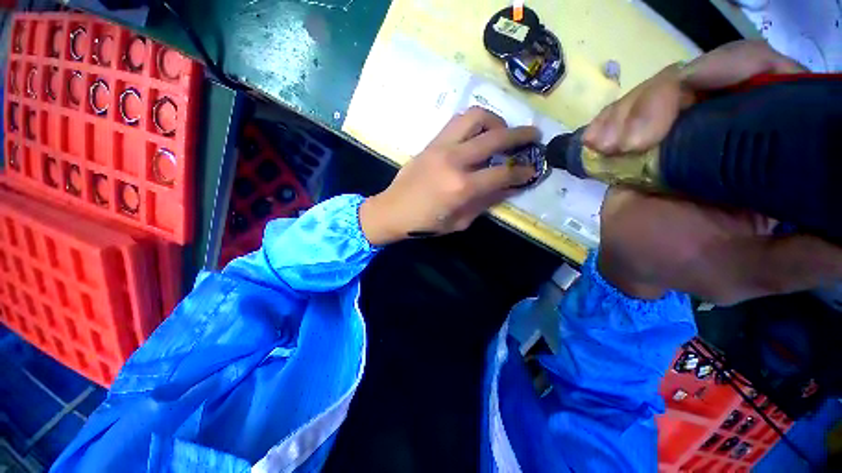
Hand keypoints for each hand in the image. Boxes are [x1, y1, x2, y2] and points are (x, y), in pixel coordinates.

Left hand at [359, 107, 538, 245]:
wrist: (392, 211)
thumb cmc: (425, 223)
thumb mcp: (460, 221)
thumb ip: (486, 201)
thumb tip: (510, 187)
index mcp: (461, 187)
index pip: (502, 173)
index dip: (522, 172)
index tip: (533, 170)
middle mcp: (454, 160)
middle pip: (496, 136)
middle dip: (521, 135)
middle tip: (533, 136)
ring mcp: (441, 147)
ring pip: (475, 116)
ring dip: (495, 120)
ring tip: (502, 132)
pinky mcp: (431, 142)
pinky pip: (457, 122)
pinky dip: (474, 123)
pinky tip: (478, 135)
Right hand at [584, 40, 841, 303]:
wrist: (629, 255)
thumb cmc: (684, 264)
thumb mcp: (748, 271)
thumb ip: (800, 259)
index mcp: (773, 154)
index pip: (777, 82)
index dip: (745, 68)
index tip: (701, 86)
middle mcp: (736, 126)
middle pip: (714, 71)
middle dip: (667, 96)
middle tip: (635, 140)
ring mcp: (687, 125)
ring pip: (664, 85)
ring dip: (629, 113)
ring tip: (609, 148)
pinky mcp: (647, 132)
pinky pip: (628, 105)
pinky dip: (609, 119)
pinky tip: (597, 144)